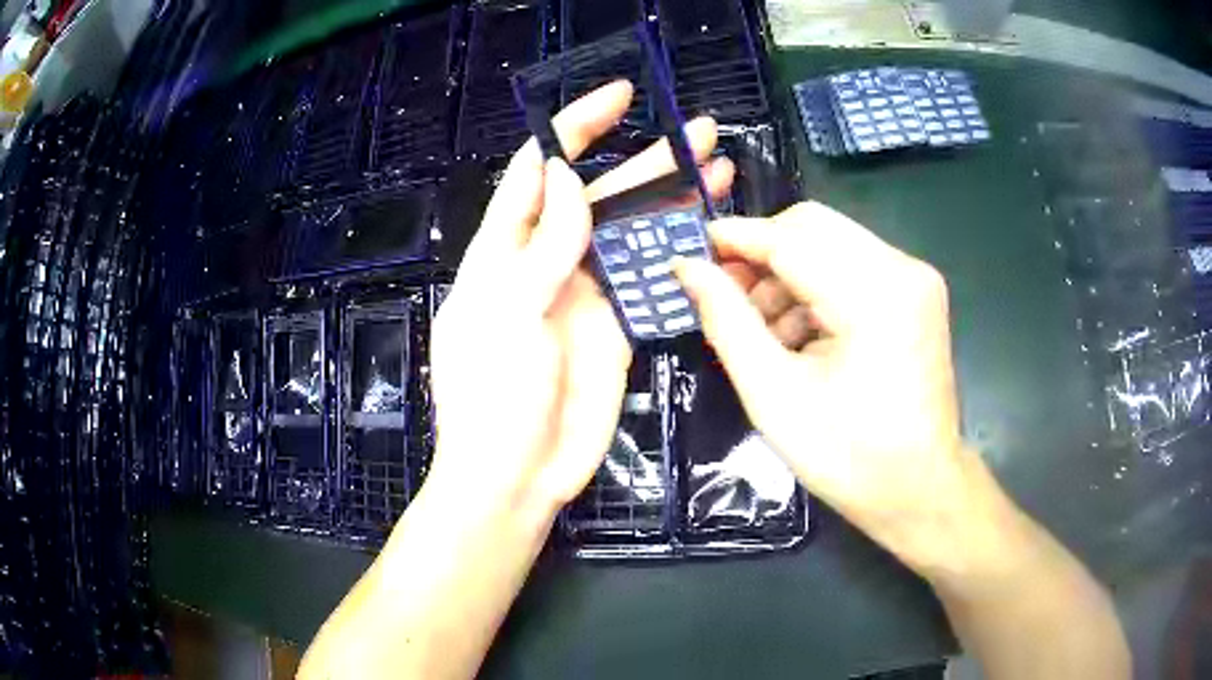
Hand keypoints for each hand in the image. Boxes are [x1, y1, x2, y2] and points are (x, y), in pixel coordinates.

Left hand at [428, 80, 733, 518]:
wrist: (518, 477)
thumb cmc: (494, 398)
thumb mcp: (506, 313)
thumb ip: (542, 246)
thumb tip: (561, 177)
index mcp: (505, 252)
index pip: (539, 171)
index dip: (574, 129)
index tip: (619, 97)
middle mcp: (547, 265)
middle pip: (599, 197)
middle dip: (647, 162)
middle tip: (700, 132)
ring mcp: (587, 298)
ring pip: (635, 236)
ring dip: (674, 203)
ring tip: (719, 170)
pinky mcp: (619, 331)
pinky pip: (653, 283)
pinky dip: (681, 259)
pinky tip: (715, 236)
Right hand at [674, 202, 972, 569]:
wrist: (919, 490)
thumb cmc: (849, 457)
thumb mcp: (774, 395)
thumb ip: (727, 322)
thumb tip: (688, 270)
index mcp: (874, 296)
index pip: (790, 238)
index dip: (735, 239)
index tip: (690, 250)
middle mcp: (902, 269)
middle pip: (813, 227)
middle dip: (761, 254)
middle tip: (725, 293)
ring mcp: (914, 279)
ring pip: (831, 244)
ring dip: (787, 274)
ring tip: (761, 329)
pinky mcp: (916, 293)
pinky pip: (852, 267)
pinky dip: (816, 289)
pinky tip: (797, 334)